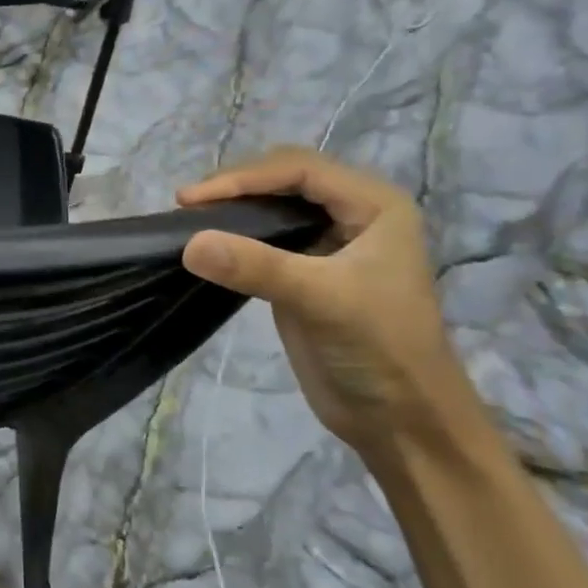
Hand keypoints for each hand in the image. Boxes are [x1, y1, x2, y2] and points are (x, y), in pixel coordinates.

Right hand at [177, 148, 475, 453]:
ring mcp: (327, 247)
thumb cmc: (380, 348)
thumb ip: (256, 266)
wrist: (401, 418)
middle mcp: (353, 216)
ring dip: (231, 212)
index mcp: (374, 206)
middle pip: (284, 181)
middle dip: (236, 187)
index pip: (300, 169)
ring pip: (271, 210)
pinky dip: (233, 240)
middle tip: (187, 207)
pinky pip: (262, 243)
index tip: (192, 200)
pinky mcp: (303, 276)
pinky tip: (206, 248)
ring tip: (188, 222)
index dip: (244, 177)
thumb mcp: (321, 299)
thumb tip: (189, 243)